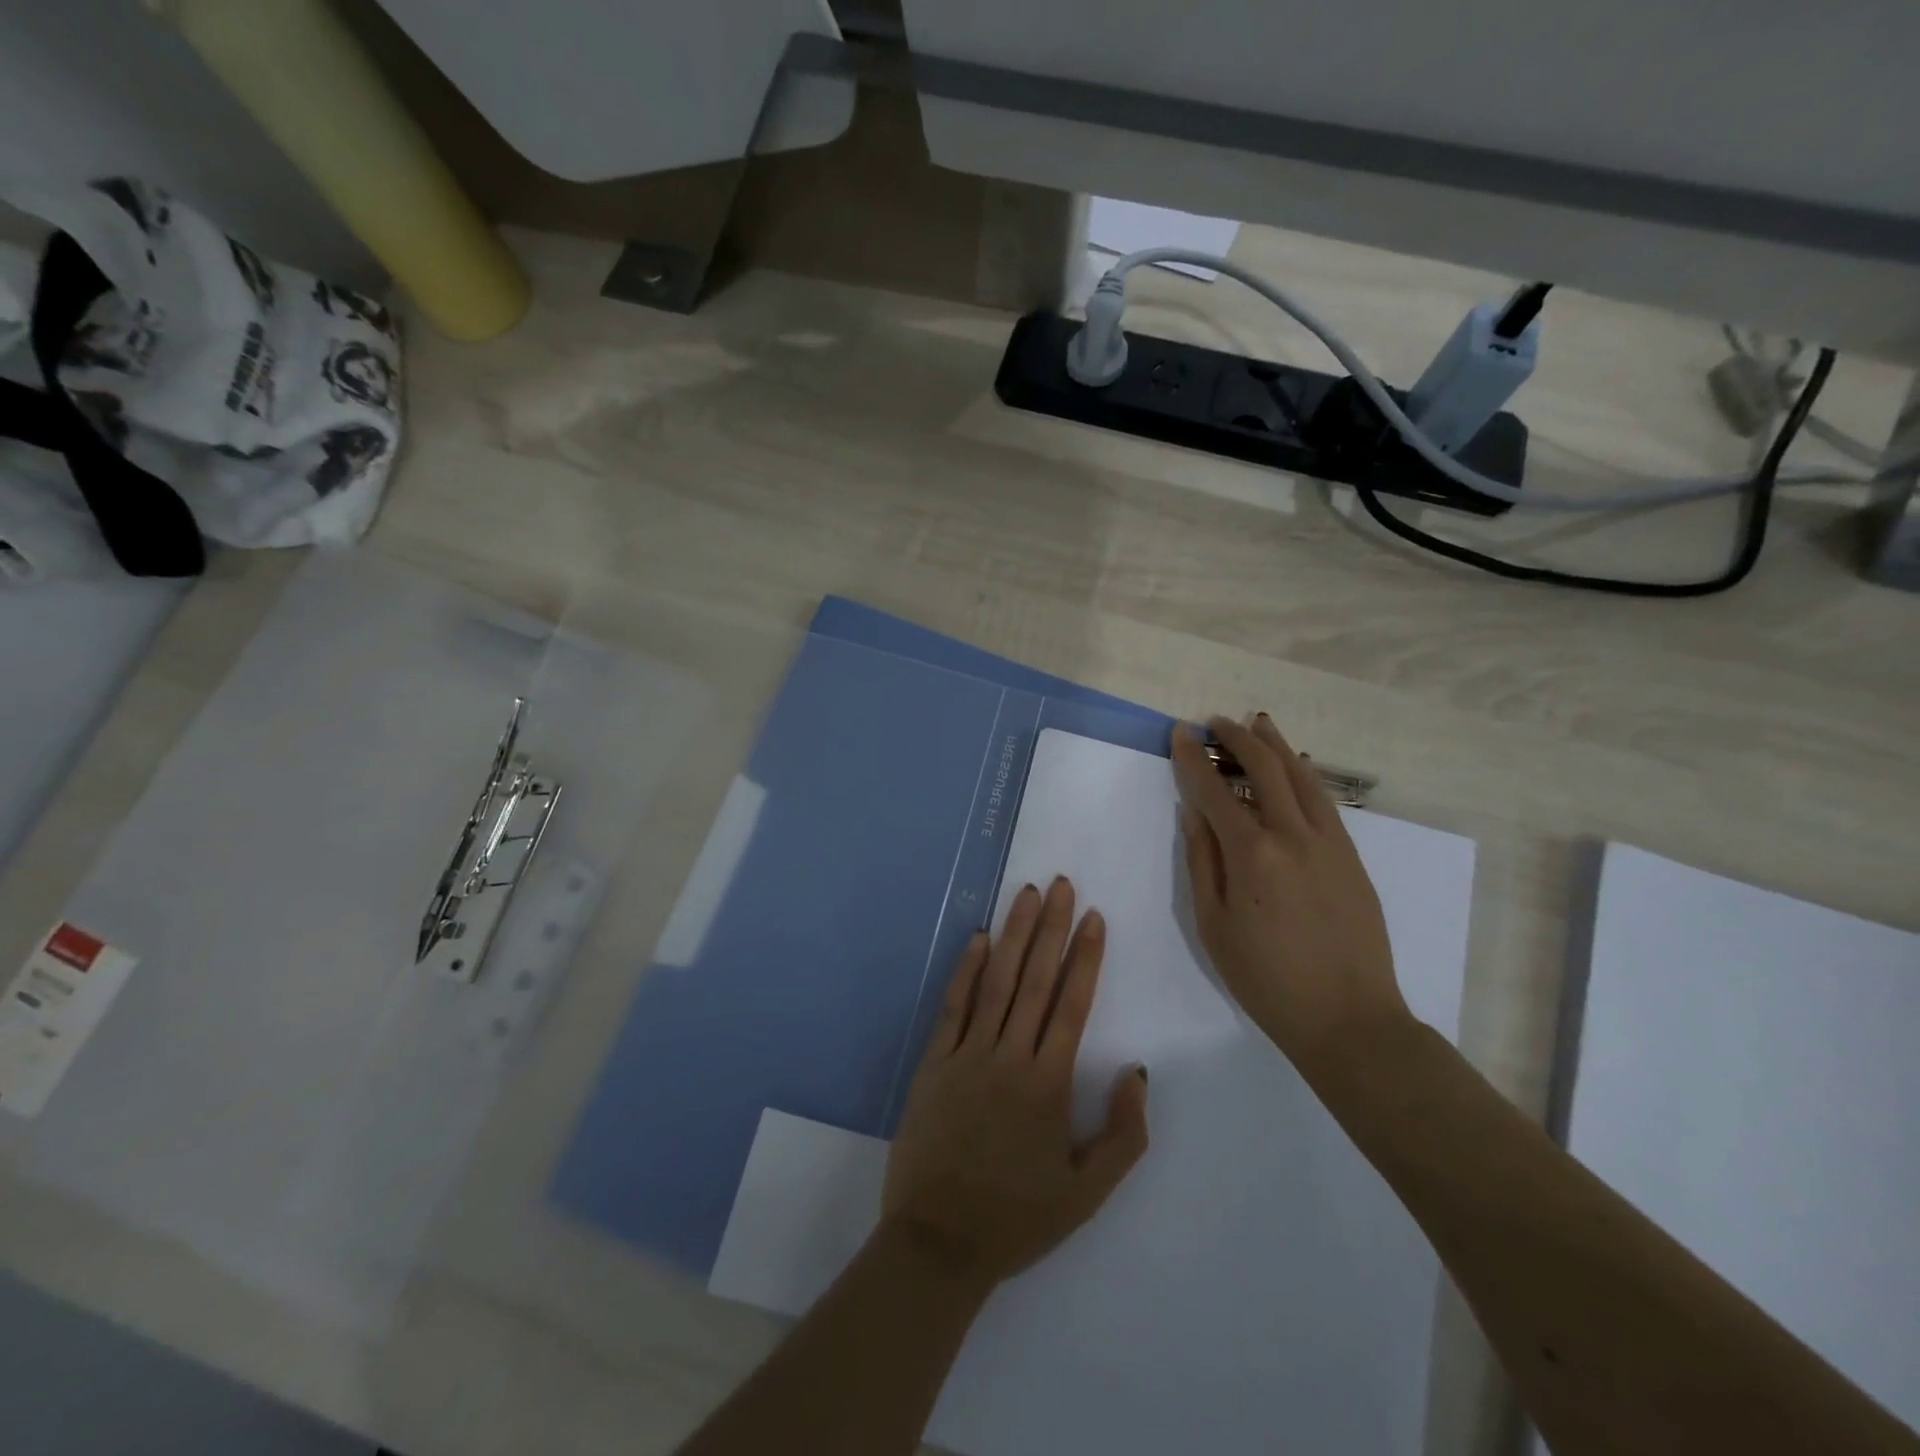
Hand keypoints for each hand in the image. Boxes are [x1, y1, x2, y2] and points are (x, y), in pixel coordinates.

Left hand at [882, 878, 1150, 1288]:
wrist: (939, 1242)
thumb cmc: (1017, 1217)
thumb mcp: (1087, 1192)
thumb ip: (1123, 1134)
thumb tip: (1137, 1072)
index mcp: (1048, 1084)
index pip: (1072, 1005)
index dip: (1085, 957)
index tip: (1094, 917)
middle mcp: (1009, 1057)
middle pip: (1035, 980)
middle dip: (1052, 929)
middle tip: (1062, 885)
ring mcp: (967, 1055)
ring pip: (996, 982)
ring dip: (1014, 935)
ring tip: (1027, 895)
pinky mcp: (934, 1062)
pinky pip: (953, 1006)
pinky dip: (967, 970)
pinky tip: (980, 938)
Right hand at [1171, 714, 1411, 1070]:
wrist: (1348, 1018)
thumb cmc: (1265, 978)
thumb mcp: (1213, 925)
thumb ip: (1201, 861)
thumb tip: (1194, 811)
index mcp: (1252, 854)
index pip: (1215, 790)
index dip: (1194, 758)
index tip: (1180, 732)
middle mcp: (1293, 836)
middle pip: (1265, 769)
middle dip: (1237, 739)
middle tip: (1216, 721)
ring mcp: (1330, 843)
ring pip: (1302, 776)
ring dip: (1276, 746)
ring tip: (1257, 725)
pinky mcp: (1351, 856)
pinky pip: (1324, 801)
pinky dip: (1305, 774)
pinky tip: (1296, 767)